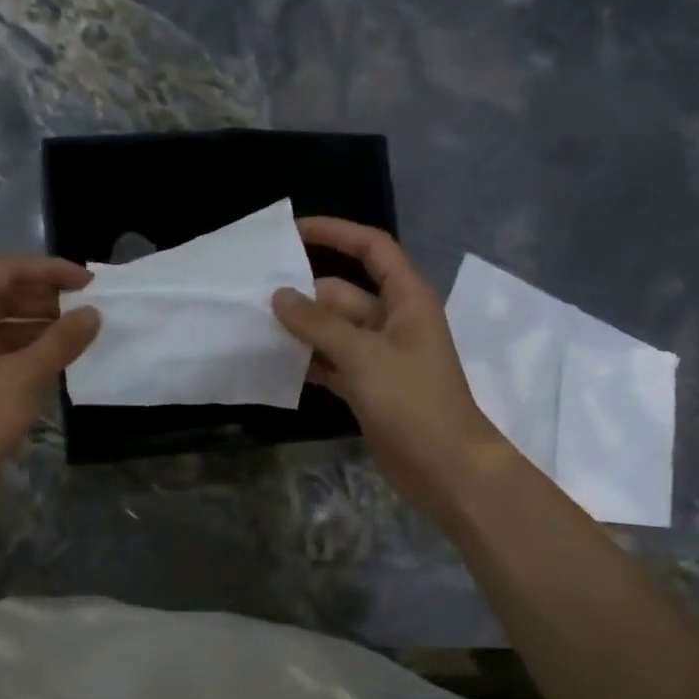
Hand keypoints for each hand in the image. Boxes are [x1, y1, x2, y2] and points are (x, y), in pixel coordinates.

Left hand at [0, 258, 99, 505]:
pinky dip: (17, 350)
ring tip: (73, 334)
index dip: (50, 271)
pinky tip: (47, 361)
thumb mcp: (25, 377)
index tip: (88, 282)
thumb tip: (92, 314)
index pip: (5, 271)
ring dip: (33, 326)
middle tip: (84, 308)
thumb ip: (62, 340)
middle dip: (43, 299)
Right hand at [272, 217, 502, 515]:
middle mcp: (392, 321)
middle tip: (254, 298)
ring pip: (332, 330)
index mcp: (406, 299)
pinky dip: (307, 362)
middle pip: (342, 293)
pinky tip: (274, 365)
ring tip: (254, 328)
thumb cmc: (412, 401)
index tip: (293, 232)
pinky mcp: (367, 386)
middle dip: (303, 295)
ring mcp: (378, 355)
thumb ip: (318, 324)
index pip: (371, 248)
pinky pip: (331, 362)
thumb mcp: (363, 355)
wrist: (444, 466)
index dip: (336, 233)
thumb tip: (279, 295)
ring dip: (300, 331)